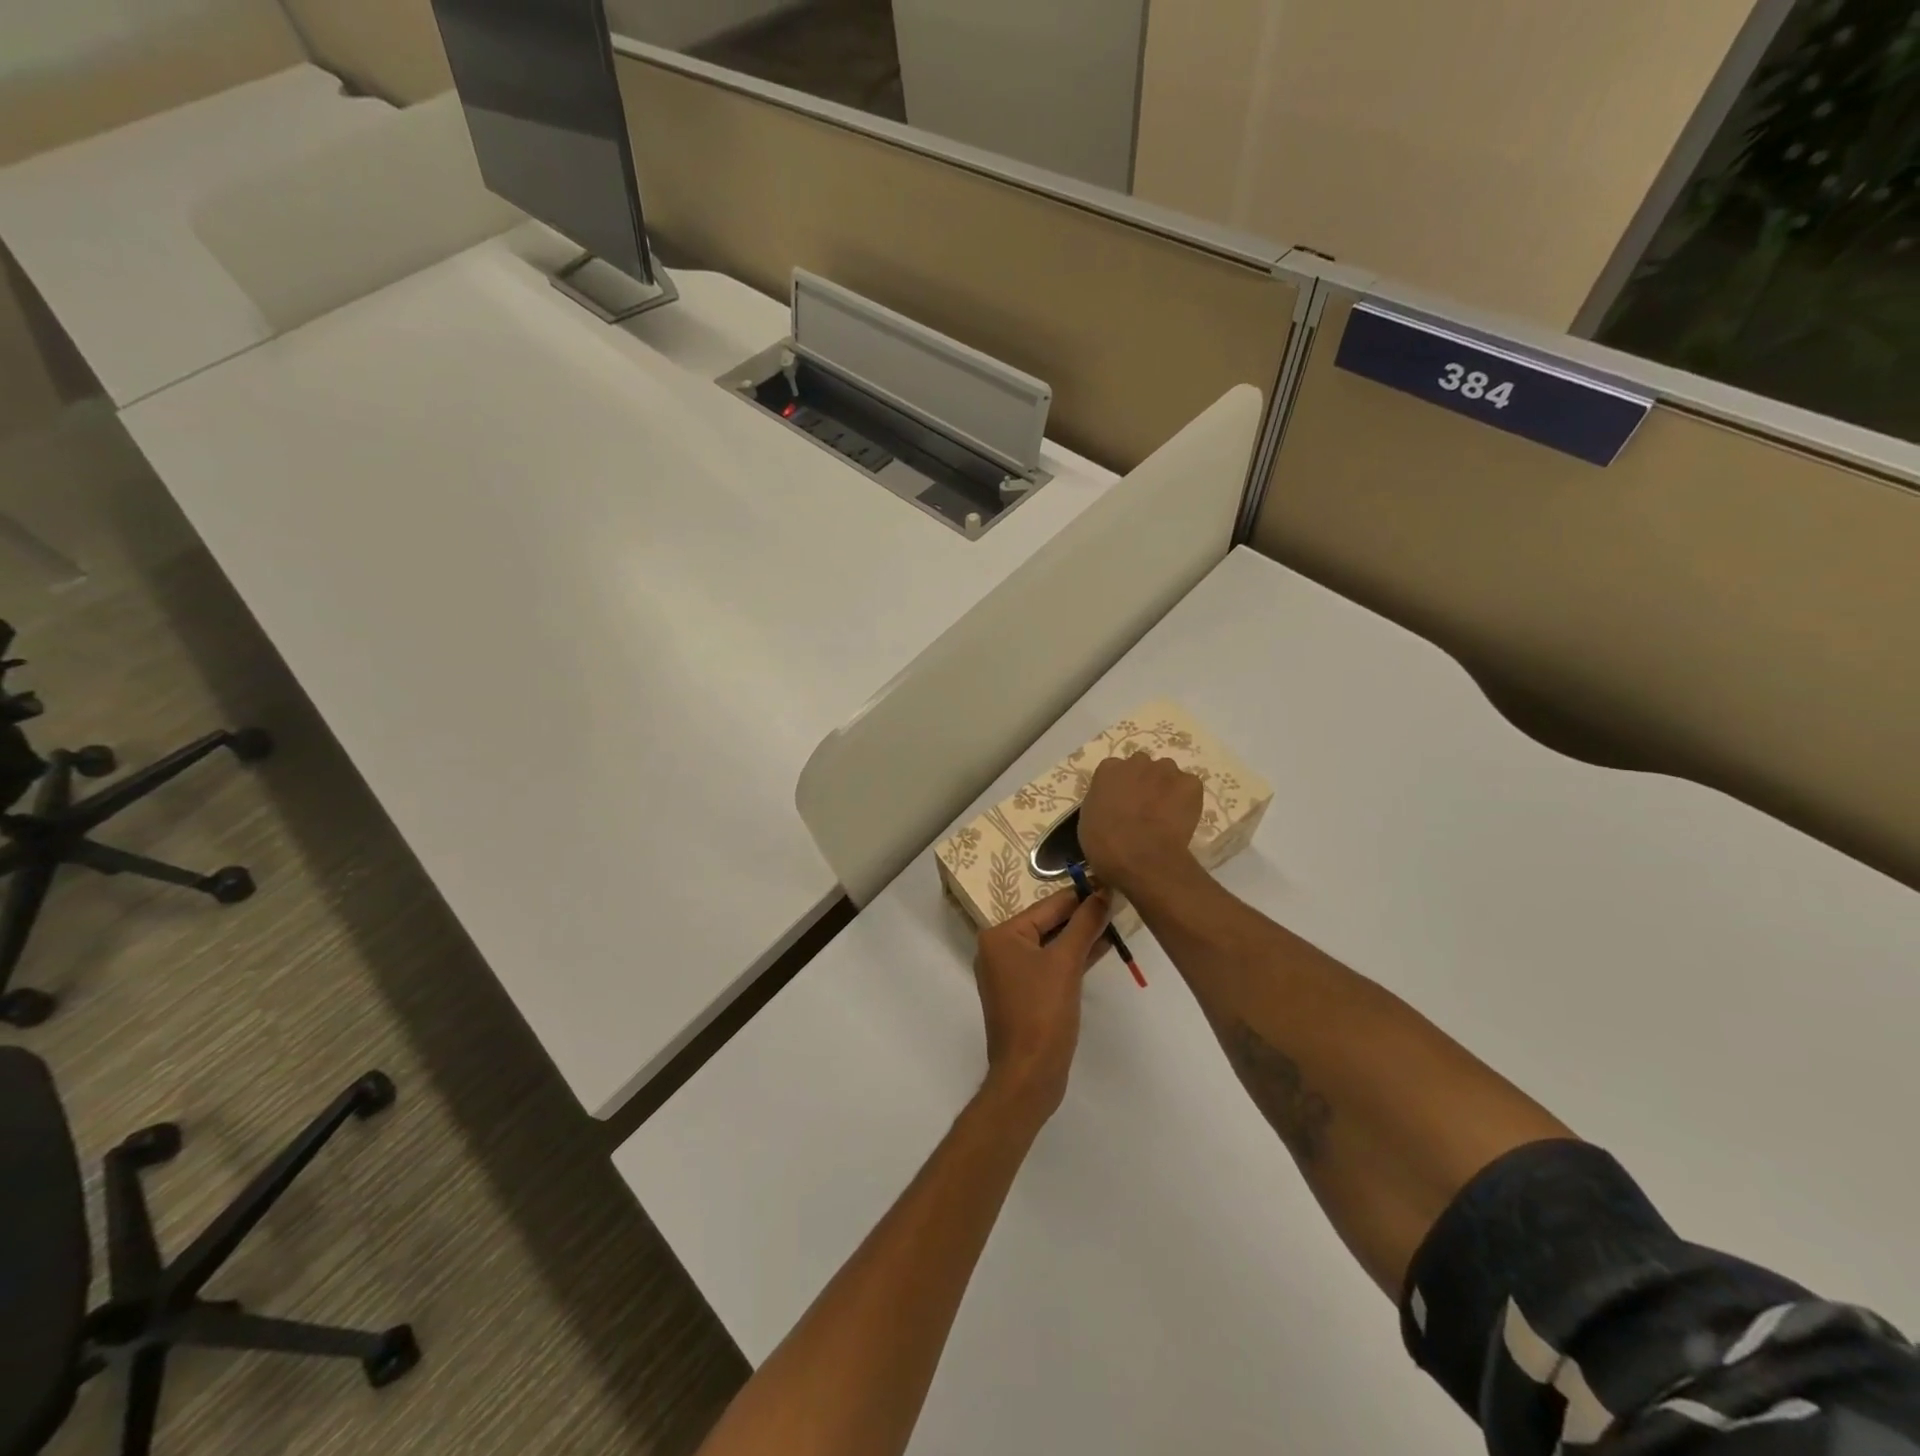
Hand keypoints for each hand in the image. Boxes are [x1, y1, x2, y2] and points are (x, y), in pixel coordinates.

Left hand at [973, 888, 1110, 1125]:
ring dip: (1082, 936)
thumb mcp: (1066, 963)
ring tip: (1117, 920)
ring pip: (1052, 945)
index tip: (1110, 880)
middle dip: (1083, 916)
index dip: (1081, 895)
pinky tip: (1103, 947)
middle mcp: (1000, 949)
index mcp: (1001, 935)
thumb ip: (1085, 925)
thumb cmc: (1043, 1013)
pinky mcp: (1026, 993)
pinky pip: (1052, 965)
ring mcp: (1011, 973)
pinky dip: (1074, 957)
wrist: (1028, 1075)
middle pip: (1048, 923)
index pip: (1048, 906)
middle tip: (1119, 900)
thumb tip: (1103, 892)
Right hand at [1078, 752, 1203, 896]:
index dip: (1119, 787)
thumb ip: (1102, 802)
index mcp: (1108, 769)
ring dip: (1166, 787)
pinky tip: (1181, 818)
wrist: (1141, 858)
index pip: (1114, 770)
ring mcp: (1166, 770)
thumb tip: (1113, 806)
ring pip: (1167, 774)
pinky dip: (1187, 799)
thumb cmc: (1105, 843)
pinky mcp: (1190, 784)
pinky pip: (1189, 787)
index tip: (1121, 803)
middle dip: (1143, 782)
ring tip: (1165, 813)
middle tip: (1143, 807)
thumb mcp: (1089, 820)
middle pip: (1142, 766)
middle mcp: (1137, 761)